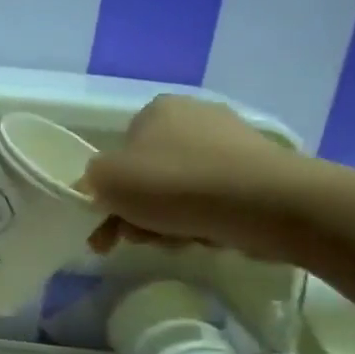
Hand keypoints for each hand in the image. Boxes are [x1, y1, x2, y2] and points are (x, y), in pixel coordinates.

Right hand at [84, 95, 307, 258]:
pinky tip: (205, 237)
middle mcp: (195, 116)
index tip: (107, 224)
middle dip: (138, 212)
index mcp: (156, 109)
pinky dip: (203, 220)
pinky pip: (215, 200)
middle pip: (150, 174)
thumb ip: (91, 181)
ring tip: (174, 243)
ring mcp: (232, 142)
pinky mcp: (260, 172)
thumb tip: (99, 189)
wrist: (263, 203)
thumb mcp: (106, 181)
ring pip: (180, 191)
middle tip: (136, 239)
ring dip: (167, 221)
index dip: (108, 192)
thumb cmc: (173, 183)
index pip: (120, 151)